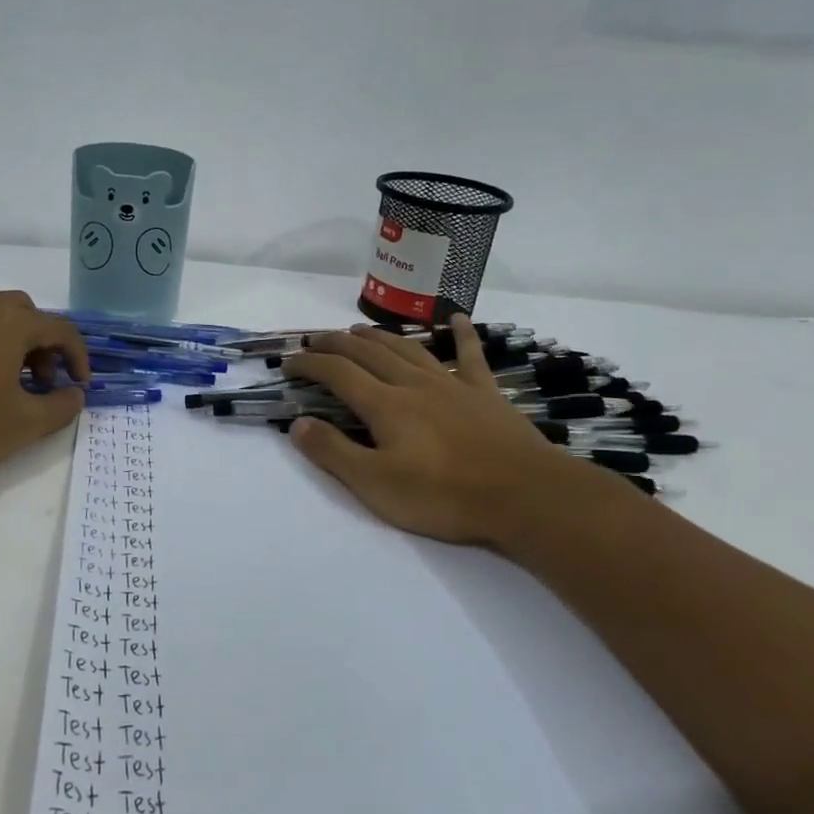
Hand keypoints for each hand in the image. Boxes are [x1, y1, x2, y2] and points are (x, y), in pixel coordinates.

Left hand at [0, 288, 89, 486]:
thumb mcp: (25, 424)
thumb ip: (61, 406)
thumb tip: (76, 394)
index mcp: (10, 322)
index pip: (60, 329)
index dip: (78, 357)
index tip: (80, 386)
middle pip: (24, 312)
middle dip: (41, 343)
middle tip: (40, 381)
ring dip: (7, 337)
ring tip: (4, 376)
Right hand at [283, 316, 584, 548]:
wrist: (525, 495)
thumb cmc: (444, 495)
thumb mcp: (375, 484)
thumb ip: (333, 452)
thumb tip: (297, 424)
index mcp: (384, 405)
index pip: (337, 373)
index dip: (309, 364)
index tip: (288, 363)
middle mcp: (413, 384)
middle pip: (368, 352)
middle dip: (336, 343)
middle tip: (314, 341)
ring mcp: (452, 384)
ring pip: (407, 348)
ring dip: (378, 336)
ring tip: (357, 329)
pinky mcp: (485, 393)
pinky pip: (469, 355)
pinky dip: (461, 334)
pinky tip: (456, 317)